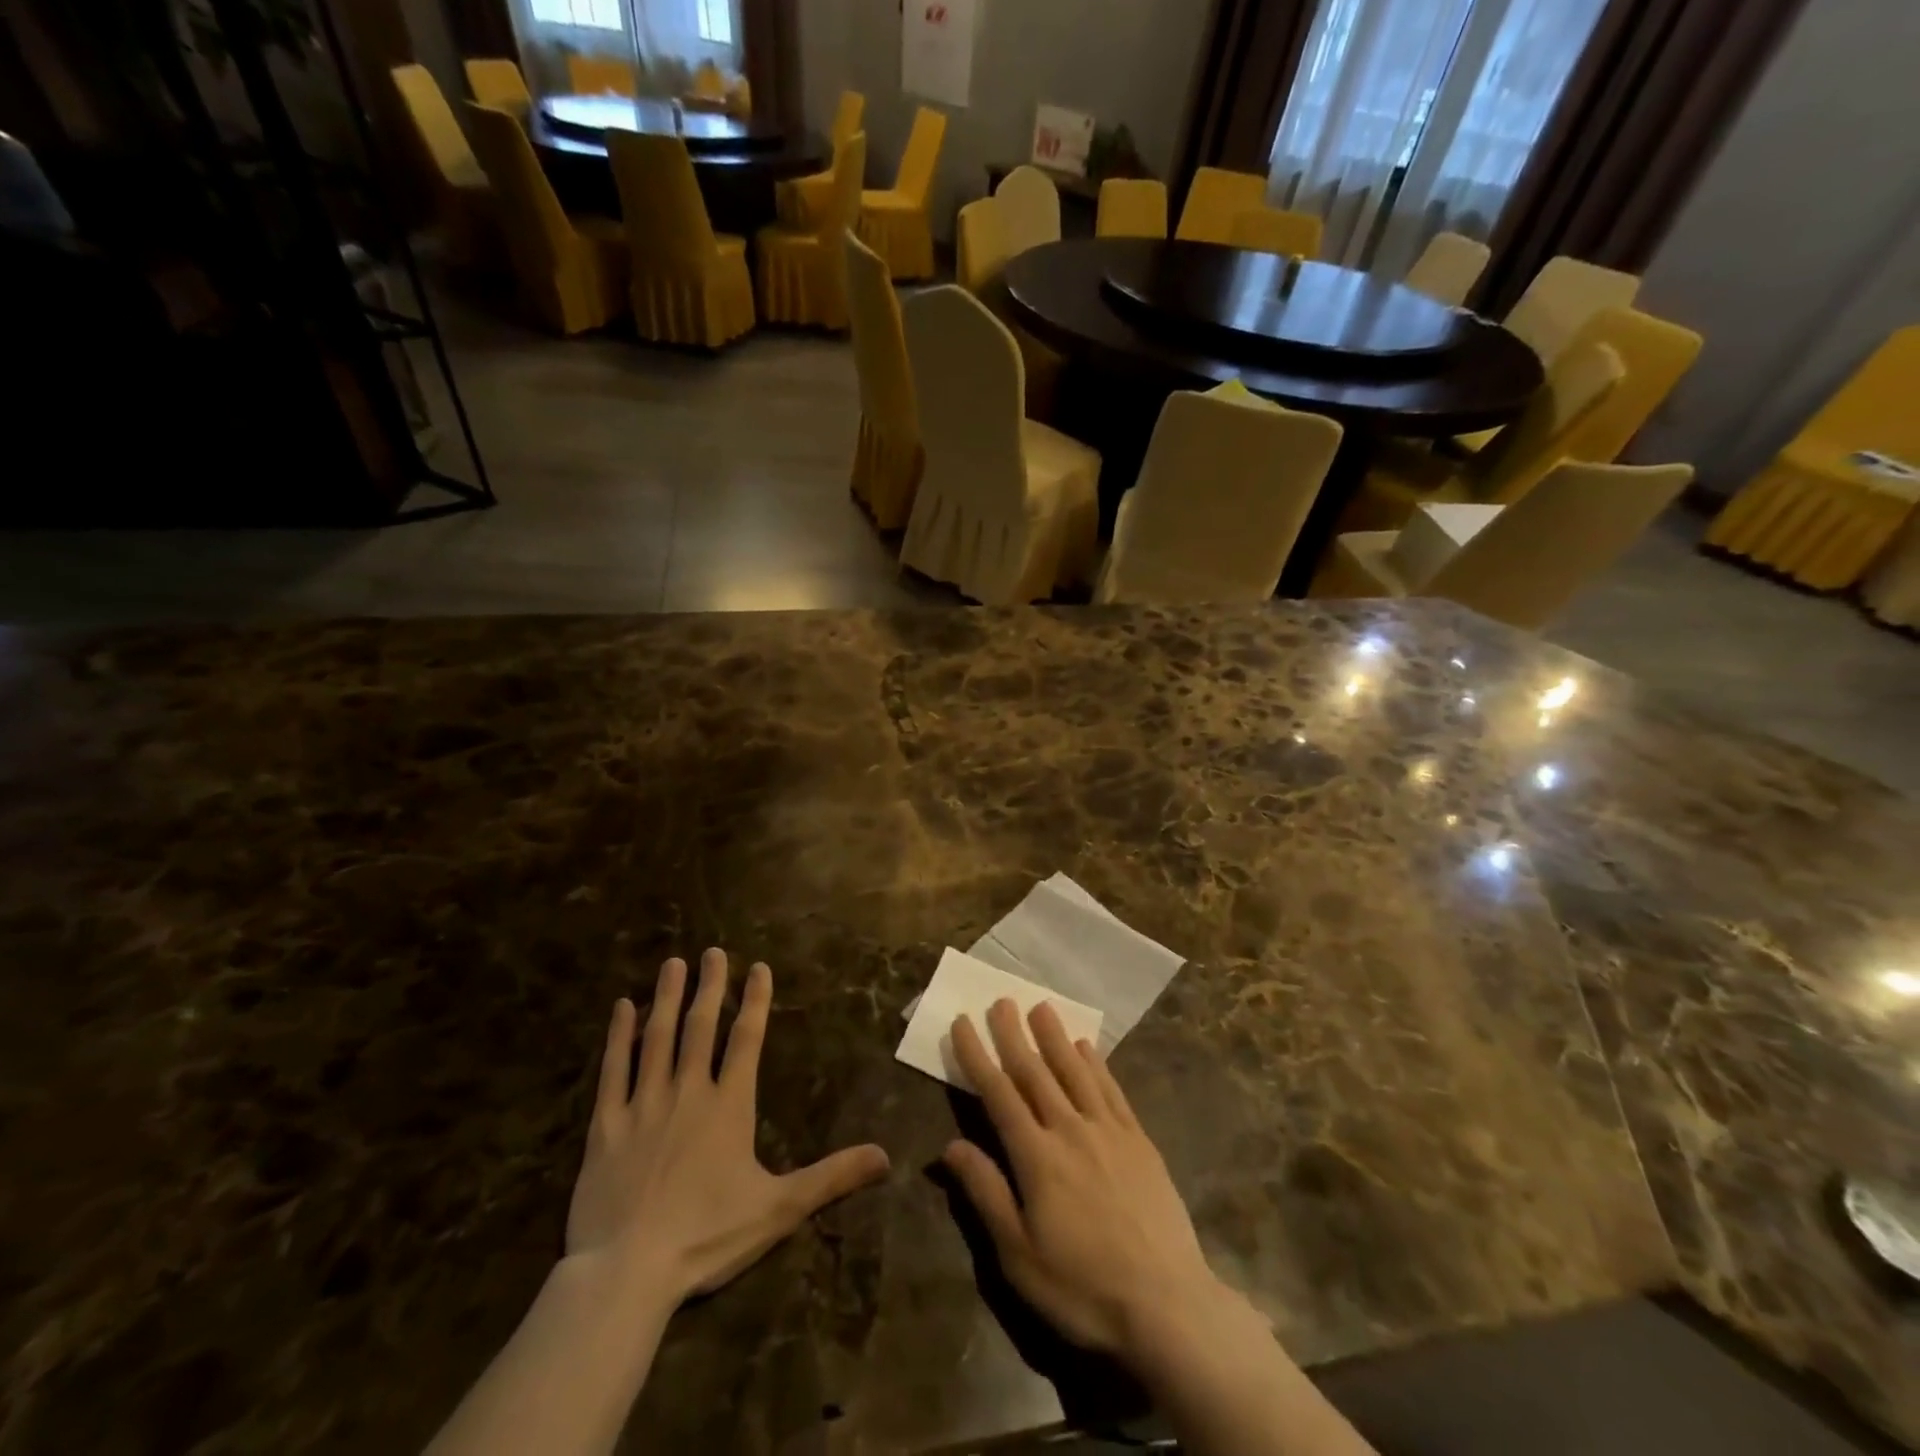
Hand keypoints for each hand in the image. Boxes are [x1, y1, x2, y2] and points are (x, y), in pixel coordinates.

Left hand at [565, 949, 890, 1302]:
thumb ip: (832, 1176)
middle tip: (713, 951)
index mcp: (729, 1106)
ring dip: (667, 998)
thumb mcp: (780, 1208)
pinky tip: (621, 1009)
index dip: (755, 1001)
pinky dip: (618, 1037)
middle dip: (711, 986)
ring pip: (657, 1038)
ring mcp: (643, 1105)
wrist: (627, 1273)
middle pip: (701, 1028)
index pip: (746, 1040)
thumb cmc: (708, 1236)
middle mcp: (688, 1092)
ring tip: (673, 964)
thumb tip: (886, 1156)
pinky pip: (612, 1071)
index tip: (758, 967)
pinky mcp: (605, 1127)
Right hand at [941, 999, 1237, 1365]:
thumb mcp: (1019, 1254)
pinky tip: (1086, 1047)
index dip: (977, 1056)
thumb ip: (986, 1192)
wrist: (1167, 1304)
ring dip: (1055, 1036)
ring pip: (1074, 1071)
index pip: (998, 1093)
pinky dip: (1096, 1063)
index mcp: (1036, 1156)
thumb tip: (950, 1145)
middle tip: (1001, 1000)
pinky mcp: (1139, 1140)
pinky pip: (1111, 1089)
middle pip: (1035, 1071)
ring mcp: (1108, 1131)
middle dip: (1014, 1034)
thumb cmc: (1082, 1286)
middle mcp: (1069, 1129)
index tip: (963, 1023)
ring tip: (1041, 1006)